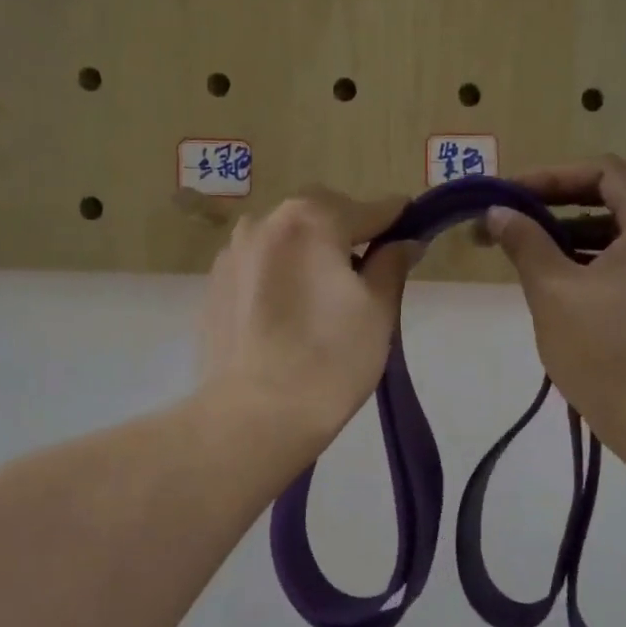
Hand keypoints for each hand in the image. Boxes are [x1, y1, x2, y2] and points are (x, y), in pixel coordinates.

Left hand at [201, 189, 414, 451]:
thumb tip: (404, 241)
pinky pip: (259, 269)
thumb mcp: (378, 310)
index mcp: (310, 218)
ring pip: (286, 243)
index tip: (413, 237)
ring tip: (321, 305)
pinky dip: (280, 280)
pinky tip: (287, 320)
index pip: (370, 209)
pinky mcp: (213, 285)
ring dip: (310, 258)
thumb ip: (392, 263)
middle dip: (347, 239)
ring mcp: (231, 253)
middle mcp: (264, 221)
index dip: (396, 223)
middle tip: (365, 282)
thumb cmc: (329, 360)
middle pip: (321, 218)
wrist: (253, 417)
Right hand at [487, 156, 625, 456]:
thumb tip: (498, 213)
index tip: (510, 194)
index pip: (604, 172)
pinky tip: (563, 285)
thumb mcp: (553, 291)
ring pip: (625, 235)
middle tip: (513, 223)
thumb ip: (525, 242)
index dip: (552, 176)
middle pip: (617, 200)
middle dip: (559, 207)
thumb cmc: (605, 348)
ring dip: (576, 237)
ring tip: (529, 254)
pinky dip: (598, 263)